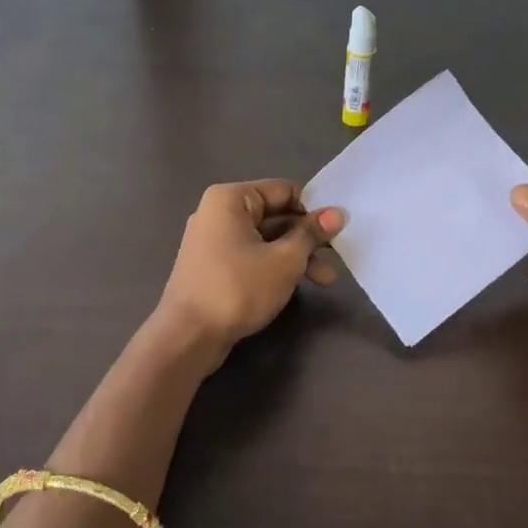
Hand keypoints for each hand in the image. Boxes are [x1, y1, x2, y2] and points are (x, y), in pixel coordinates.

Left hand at [152, 179, 342, 359]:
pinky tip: (297, 286)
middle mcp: (218, 213)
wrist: (188, 336)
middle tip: (338, 257)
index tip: (339, 230)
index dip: (314, 209)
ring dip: (296, 257)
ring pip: (266, 240)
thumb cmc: (238, 288)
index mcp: (231, 199)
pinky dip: (275, 267)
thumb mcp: (284, 260)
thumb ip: (311, 234)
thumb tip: (338, 214)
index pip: (284, 191)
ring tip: (326, 281)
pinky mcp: (214, 268)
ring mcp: (213, 242)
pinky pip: (252, 257)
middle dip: (308, 238)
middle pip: (276, 216)